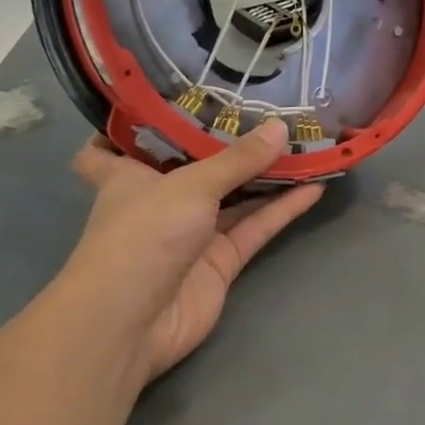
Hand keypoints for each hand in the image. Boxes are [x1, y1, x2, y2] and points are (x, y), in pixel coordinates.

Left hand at [63, 120, 323, 388]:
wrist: (132, 323)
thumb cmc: (142, 235)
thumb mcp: (190, 185)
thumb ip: (238, 159)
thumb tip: (281, 128)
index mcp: (127, 176)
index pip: (110, 147)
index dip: (128, 126)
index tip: (158, 101)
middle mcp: (158, 201)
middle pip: (193, 166)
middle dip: (224, 144)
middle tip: (262, 110)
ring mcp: (191, 234)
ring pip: (233, 197)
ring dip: (265, 175)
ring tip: (303, 143)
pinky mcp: (219, 263)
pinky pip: (254, 228)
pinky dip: (281, 210)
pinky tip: (314, 187)